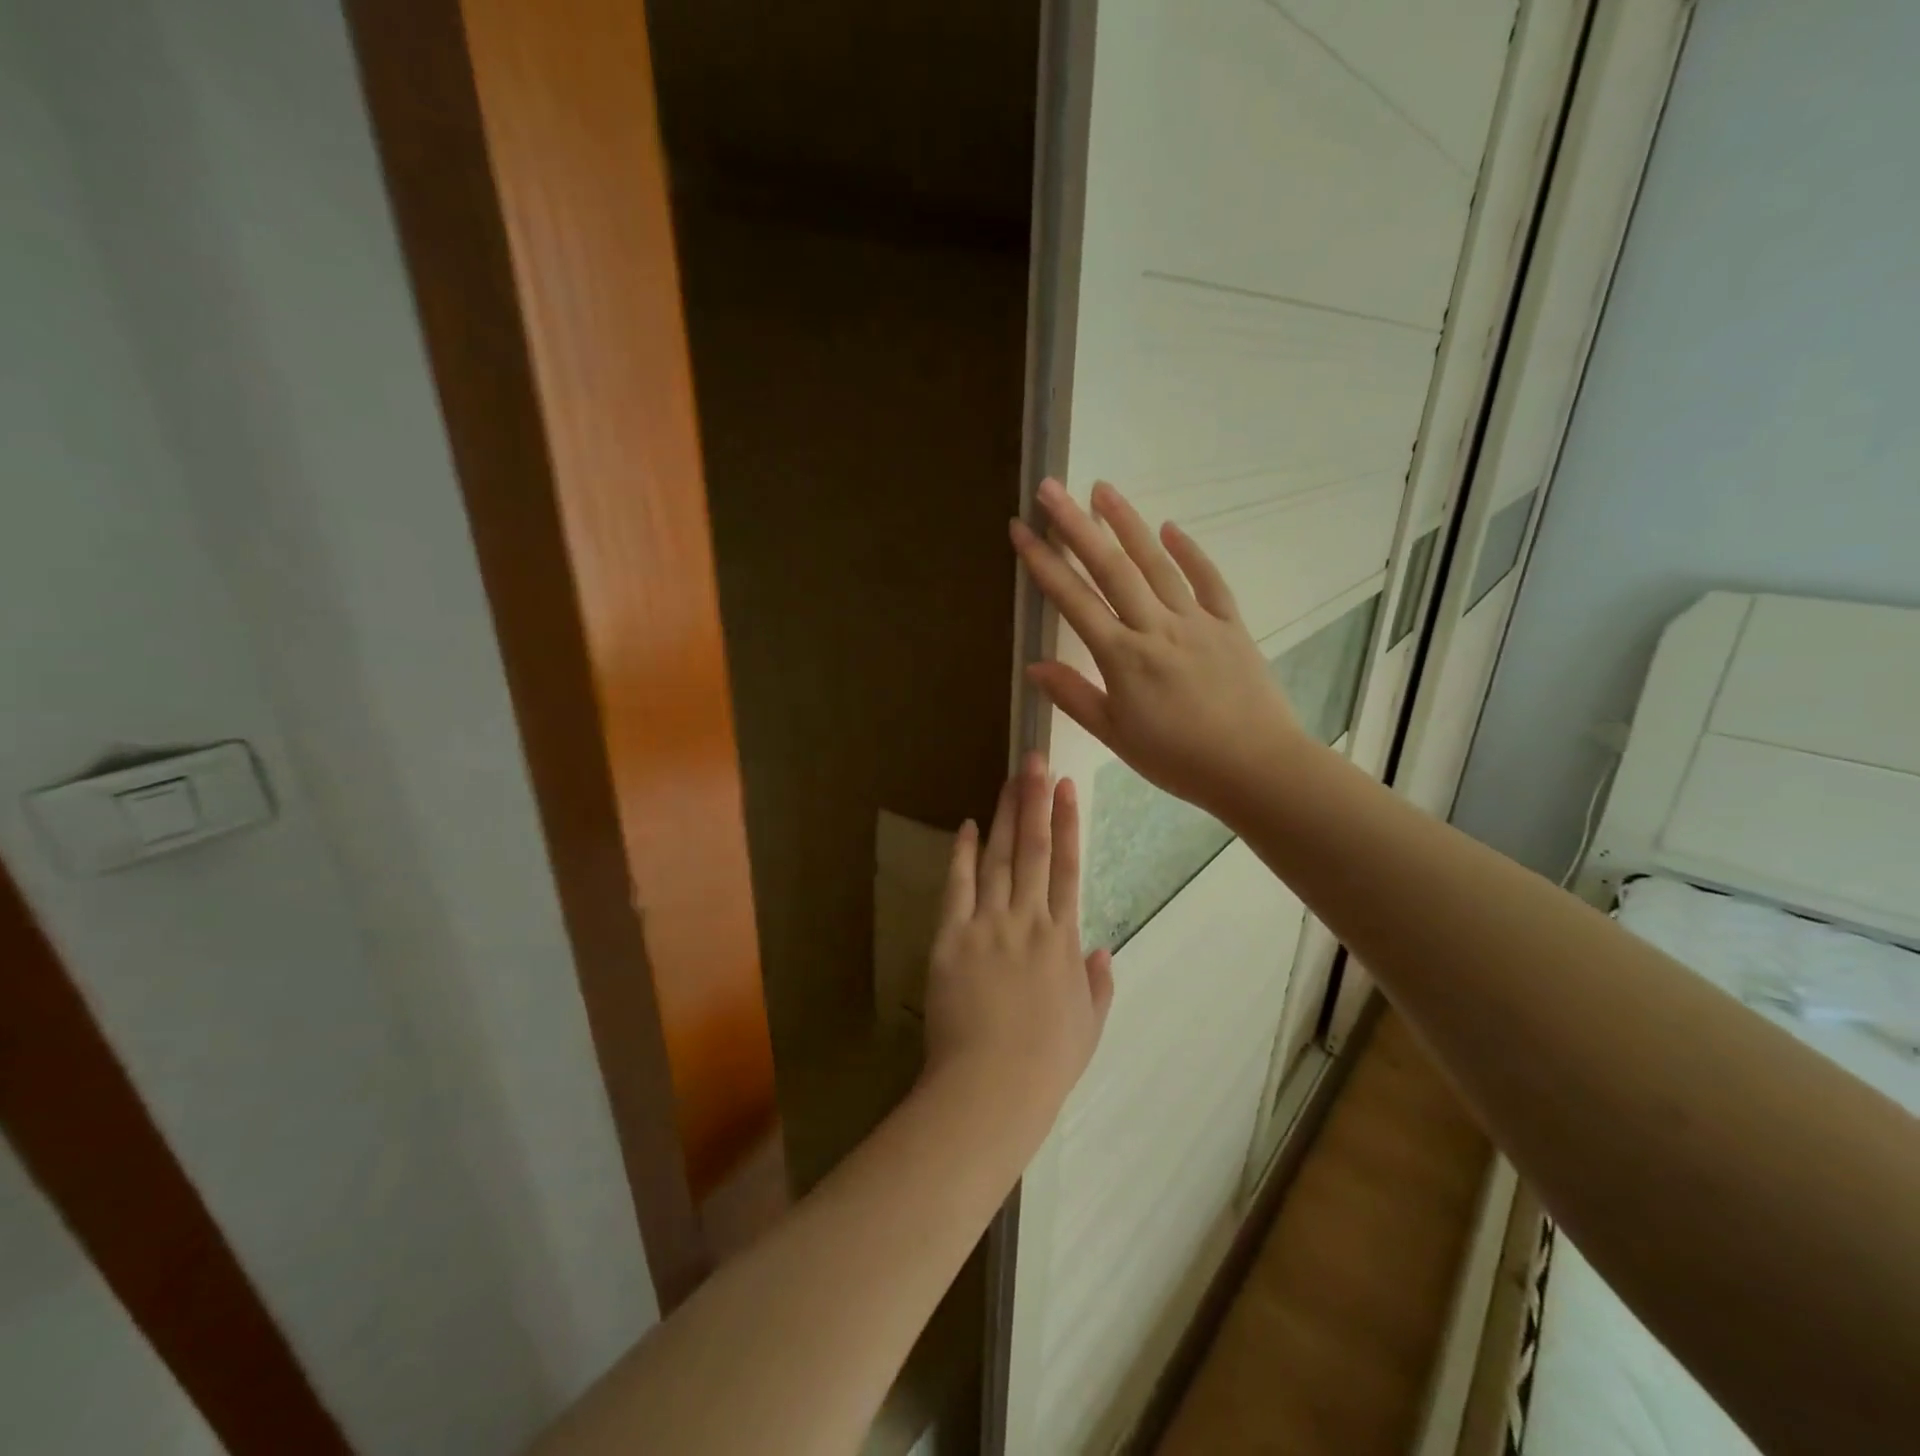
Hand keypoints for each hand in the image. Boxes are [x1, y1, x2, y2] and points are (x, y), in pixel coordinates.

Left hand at [920, 753, 1113, 1148]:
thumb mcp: (1088, 1026)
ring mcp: (988, 925)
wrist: (990, 1087)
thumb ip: (1097, 985)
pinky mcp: (952, 937)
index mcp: (1063, 940)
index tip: (1067, 788)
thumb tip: (1101, 951)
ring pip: (1000, 858)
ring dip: (1005, 816)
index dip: (1068, 824)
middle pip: (1035, 849)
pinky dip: (963, 855)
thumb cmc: (1045, 1064)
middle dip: (1035, 801)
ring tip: (1010, 778)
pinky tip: (967, 826)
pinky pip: (958, 887)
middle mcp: (1028, 920)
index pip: (1069, 868)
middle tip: (1035, 760)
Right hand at [1010, 478, 1306, 821]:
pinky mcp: (1230, 624)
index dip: (1044, 563)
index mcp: (1123, 657)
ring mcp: (1196, 621)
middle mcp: (1156, 627)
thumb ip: (1075, 697)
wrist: (1256, 768)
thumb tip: (1034, 667)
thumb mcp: (1117, 736)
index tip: (1021, 529)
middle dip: (1076, 526)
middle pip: (1111, 568)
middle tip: (1050, 488)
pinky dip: (1188, 552)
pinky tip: (1169, 528)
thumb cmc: (1179, 760)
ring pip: (1156, 563)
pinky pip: (1208, 580)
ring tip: (1102, 489)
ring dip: (1127, 524)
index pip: (1074, 601)